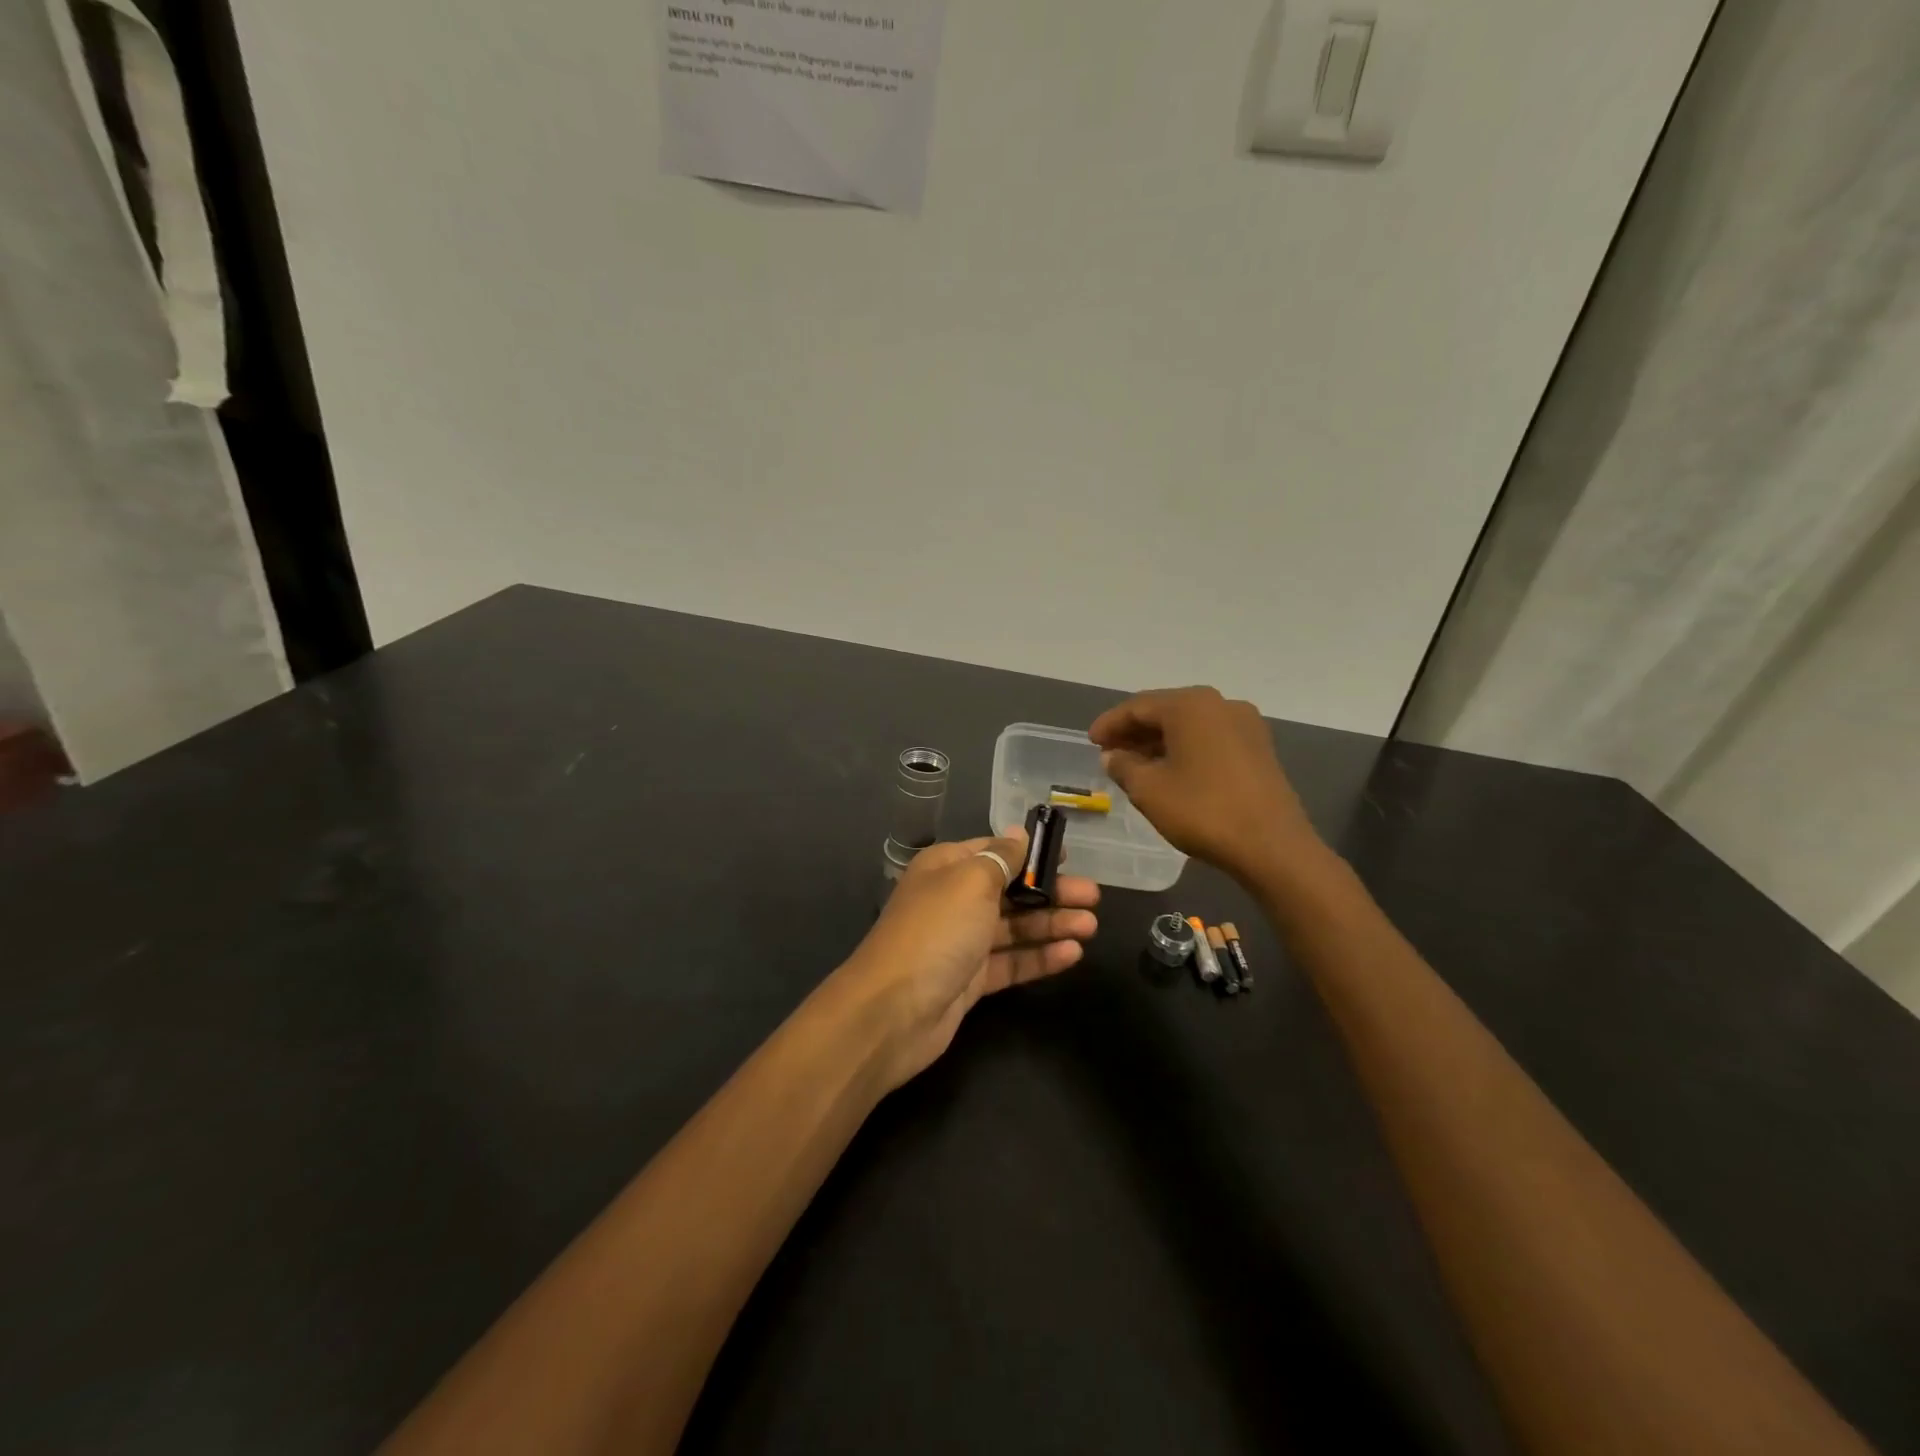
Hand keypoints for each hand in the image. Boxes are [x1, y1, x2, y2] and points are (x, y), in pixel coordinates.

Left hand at [836, 829, 1099, 1091]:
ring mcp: (961, 942)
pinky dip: (1039, 957)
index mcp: (947, 868)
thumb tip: (1019, 834)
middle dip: (1051, 891)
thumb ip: (1001, 858)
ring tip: (1092, 926)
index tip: (1068, 856)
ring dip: (1052, 924)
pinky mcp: (970, 980)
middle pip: (1010, 890)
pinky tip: (1073, 954)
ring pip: (1014, 928)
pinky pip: (1011, 962)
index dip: (1030, 852)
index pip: (994, 850)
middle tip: (1093, 897)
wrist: (893, 1011)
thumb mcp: (971, 882)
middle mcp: (954, 900)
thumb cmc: (936, 931)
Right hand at [1089, 686, 1323, 885]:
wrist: (1272, 845)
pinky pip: (1210, 739)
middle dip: (1135, 731)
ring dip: (1159, 741)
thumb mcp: (1149, 790)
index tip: (1091, 741)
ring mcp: (1245, 725)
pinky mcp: (1258, 748)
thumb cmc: (1203, 811)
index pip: (1138, 706)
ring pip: (1189, 725)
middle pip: (1166, 711)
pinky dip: (1185, 749)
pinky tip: (1170, 771)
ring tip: (1134, 764)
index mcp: (1190, 705)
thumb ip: (1123, 766)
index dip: (1110, 723)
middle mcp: (1219, 704)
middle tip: (1109, 752)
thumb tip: (1113, 756)